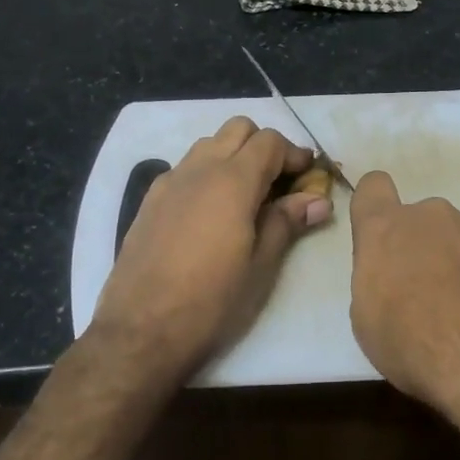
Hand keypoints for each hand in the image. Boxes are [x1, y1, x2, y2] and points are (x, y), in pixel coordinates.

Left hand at [90, 117, 332, 384]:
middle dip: (263, 146)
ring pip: (208, 145)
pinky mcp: (149, 200)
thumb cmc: (212, 301)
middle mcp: (198, 169)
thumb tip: (318, 200)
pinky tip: (210, 214)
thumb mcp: (260, 266)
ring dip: (232, 156)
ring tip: (246, 197)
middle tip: (279, 183)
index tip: (308, 177)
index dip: (294, 154)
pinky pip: (184, 169)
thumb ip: (287, 222)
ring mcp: (169, 181)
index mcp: (232, 180)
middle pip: (237, 129)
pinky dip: (206, 174)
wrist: (141, 330)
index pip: (269, 141)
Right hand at [348, 170, 459, 412]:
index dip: (374, 207)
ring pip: (459, 243)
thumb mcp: (368, 321)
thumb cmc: (413, 341)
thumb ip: (378, 284)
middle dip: (419, 249)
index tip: (379, 238)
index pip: (373, 188)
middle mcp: (434, 219)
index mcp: (388, 229)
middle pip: (420, 222)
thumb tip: (393, 283)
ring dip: (456, 269)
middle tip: (422, 297)